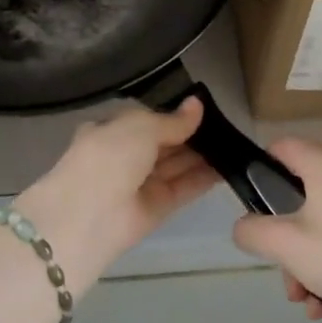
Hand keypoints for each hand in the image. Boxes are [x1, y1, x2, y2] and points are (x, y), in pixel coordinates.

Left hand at [15, 99, 217, 283]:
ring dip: (202, 155)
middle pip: (164, 143)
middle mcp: (124, 157)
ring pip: (176, 165)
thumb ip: (171, 120)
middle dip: (191, 134)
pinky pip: (183, 188)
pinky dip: (203, 178)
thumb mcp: (139, 127)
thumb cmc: (107, 158)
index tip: (204, 108)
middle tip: (227, 125)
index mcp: (110, 131)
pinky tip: (228, 166)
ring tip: (235, 143)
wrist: (86, 217)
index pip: (147, 120)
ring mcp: (140, 184)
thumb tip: (197, 104)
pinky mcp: (156, 209)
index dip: (174, 114)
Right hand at [231, 138, 321, 322]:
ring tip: (305, 300)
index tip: (251, 206)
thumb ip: (253, 231)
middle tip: (281, 270)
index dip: (259, 170)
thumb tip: (245, 227)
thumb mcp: (286, 245)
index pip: (281, 147)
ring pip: (319, 222)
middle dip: (283, 238)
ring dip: (304, 260)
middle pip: (298, 194)